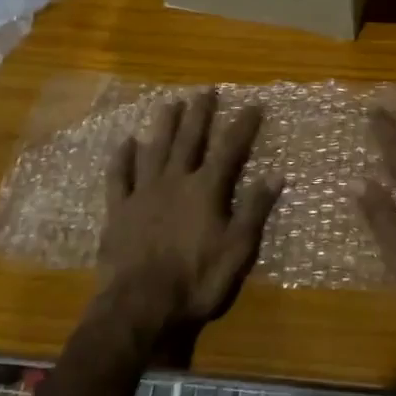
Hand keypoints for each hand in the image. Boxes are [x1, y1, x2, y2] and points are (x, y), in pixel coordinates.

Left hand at [97, 89, 282, 333]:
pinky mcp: (119, 210)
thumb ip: (255, 209)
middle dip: (200, 114)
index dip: (243, 126)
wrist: (140, 305)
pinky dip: (123, 158)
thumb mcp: (238, 249)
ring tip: (170, 103)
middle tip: (205, 89)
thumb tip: (276, 174)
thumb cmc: (197, 280)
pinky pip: (120, 176)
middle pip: (190, 139)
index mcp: (206, 189)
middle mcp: (175, 181)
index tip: (254, 104)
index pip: (230, 149)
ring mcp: (143, 193)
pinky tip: (125, 143)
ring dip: (164, 125)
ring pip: (155, 149)